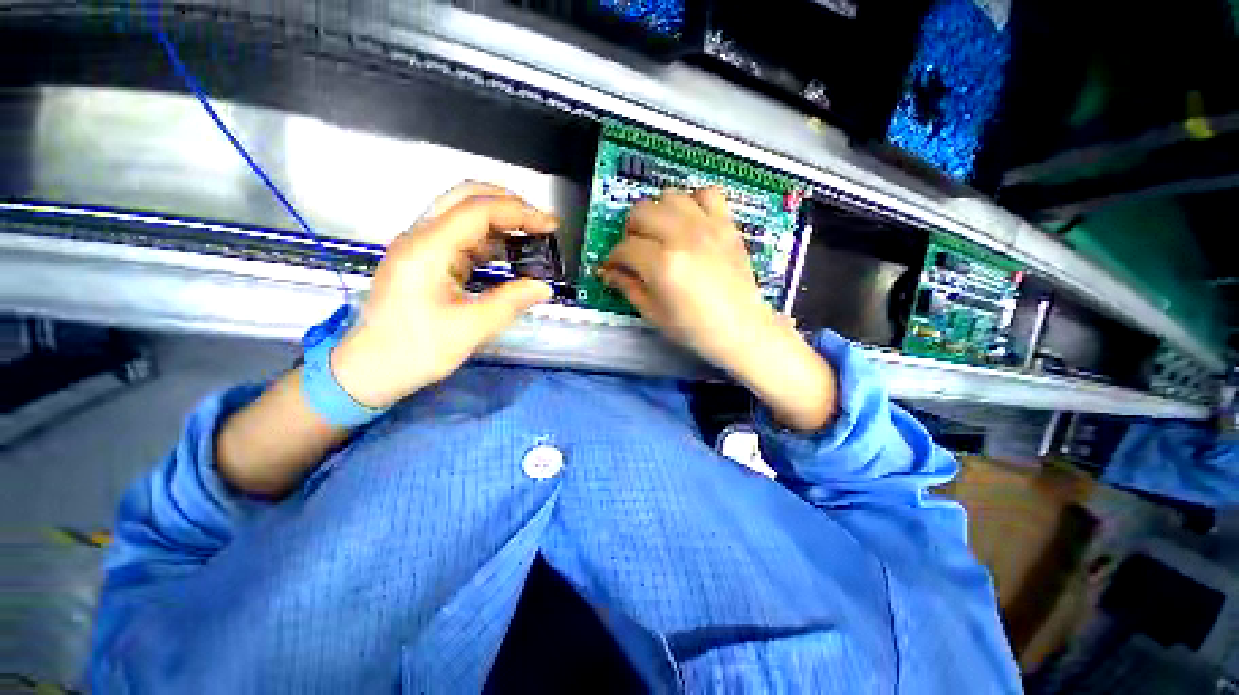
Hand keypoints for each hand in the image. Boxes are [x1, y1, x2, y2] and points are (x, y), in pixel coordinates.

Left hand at [331, 183, 558, 407]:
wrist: (370, 369)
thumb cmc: (415, 351)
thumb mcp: (470, 329)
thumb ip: (510, 302)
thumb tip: (544, 287)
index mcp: (427, 249)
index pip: (478, 210)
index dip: (519, 212)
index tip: (551, 226)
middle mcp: (420, 237)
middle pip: (466, 197)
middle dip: (509, 205)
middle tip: (540, 224)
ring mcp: (421, 247)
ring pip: (464, 214)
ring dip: (501, 221)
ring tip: (532, 240)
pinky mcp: (426, 260)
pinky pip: (461, 237)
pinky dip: (489, 240)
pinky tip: (509, 256)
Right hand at [601, 187, 837, 429]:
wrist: (741, 328)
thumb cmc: (694, 328)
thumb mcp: (653, 314)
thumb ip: (628, 287)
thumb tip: (607, 271)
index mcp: (662, 264)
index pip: (625, 248)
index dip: (613, 258)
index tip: (613, 268)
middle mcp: (682, 237)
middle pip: (641, 212)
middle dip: (631, 232)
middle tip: (635, 251)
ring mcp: (707, 226)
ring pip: (669, 196)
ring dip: (657, 213)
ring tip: (660, 234)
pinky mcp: (727, 224)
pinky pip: (706, 193)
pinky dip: (693, 202)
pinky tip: (689, 222)